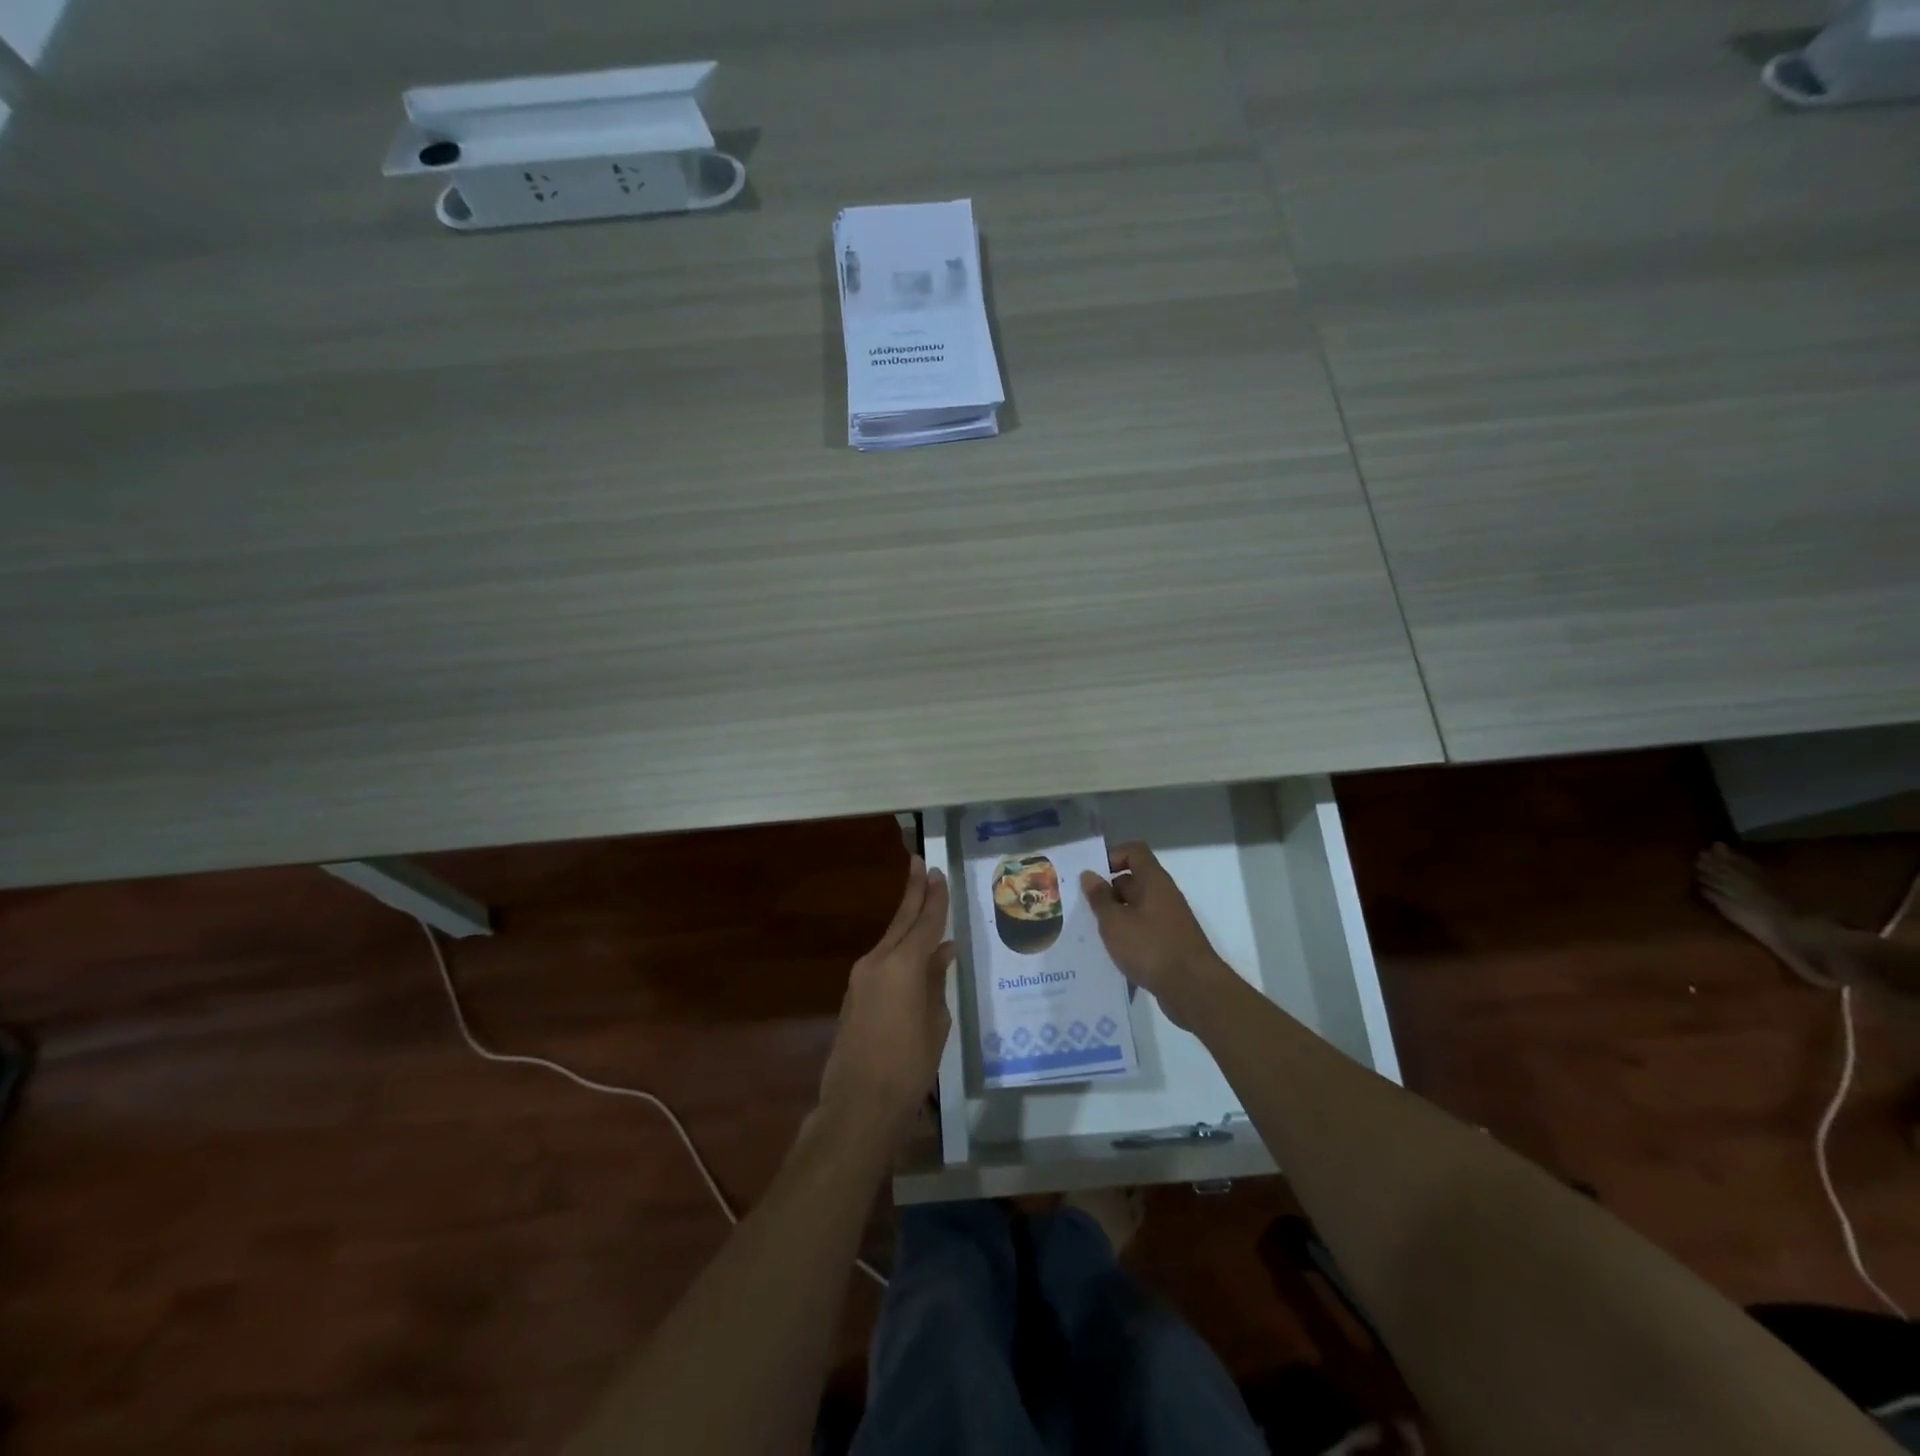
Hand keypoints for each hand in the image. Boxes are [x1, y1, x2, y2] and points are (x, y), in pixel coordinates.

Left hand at [818, 855, 956, 1137]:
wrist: (859, 1102)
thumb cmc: (909, 1064)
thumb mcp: (936, 1021)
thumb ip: (937, 980)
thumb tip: (943, 952)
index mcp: (903, 964)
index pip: (925, 922)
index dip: (934, 897)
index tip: (937, 872)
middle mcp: (878, 961)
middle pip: (901, 921)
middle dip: (912, 893)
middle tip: (919, 864)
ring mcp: (861, 978)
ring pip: (889, 940)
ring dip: (905, 921)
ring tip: (921, 902)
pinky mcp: (854, 995)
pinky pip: (882, 961)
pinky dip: (898, 949)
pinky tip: (912, 952)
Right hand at [1081, 842, 1234, 1029]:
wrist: (1193, 989)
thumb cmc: (1151, 947)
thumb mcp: (1115, 922)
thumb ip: (1099, 898)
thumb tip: (1089, 875)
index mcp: (1154, 882)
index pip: (1134, 851)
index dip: (1112, 855)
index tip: (1092, 875)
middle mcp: (1163, 895)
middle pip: (1133, 880)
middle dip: (1107, 890)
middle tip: (1082, 906)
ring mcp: (1168, 920)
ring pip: (1136, 907)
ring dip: (1115, 915)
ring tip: (1091, 931)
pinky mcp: (1169, 943)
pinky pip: (1143, 928)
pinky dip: (1127, 935)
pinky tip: (1111, 951)